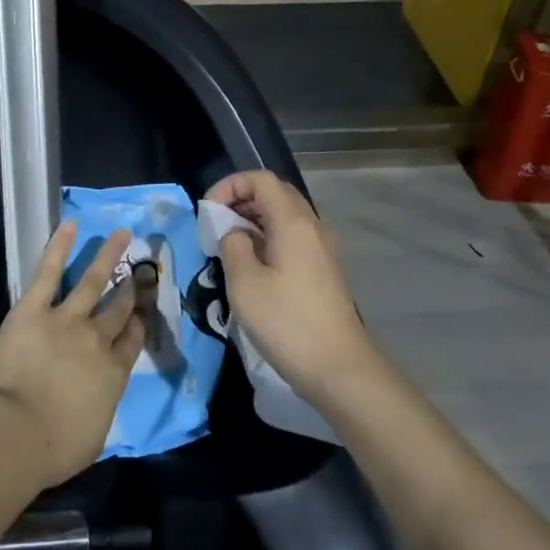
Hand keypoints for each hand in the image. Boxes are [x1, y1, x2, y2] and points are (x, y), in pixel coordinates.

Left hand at [0, 223, 143, 490]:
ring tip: (122, 234)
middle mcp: (96, 339)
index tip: (140, 311)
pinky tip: (70, 226)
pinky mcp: (33, 309)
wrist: (12, 435)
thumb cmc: (52, 450)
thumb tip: (99, 396)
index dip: (137, 323)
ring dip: (108, 255)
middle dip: (130, 288)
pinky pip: (49, 272)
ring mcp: (65, 319)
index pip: (131, 340)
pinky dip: (59, 247)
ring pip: (92, 280)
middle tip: (138, 271)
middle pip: (118, 307)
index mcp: (113, 373)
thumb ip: (101, 406)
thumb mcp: (93, 436)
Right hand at [206, 170, 376, 401]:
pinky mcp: (323, 270)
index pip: (261, 179)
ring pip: (285, 216)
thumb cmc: (287, 322)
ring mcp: (322, 249)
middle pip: (275, 193)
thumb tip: (235, 233)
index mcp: (293, 222)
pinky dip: (268, 238)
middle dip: (241, 199)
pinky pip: (293, 237)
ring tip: (229, 245)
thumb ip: (233, 245)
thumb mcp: (244, 283)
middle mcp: (312, 227)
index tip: (209, 211)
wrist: (340, 369)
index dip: (231, 185)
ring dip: (254, 220)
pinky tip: (253, 265)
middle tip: (216, 224)